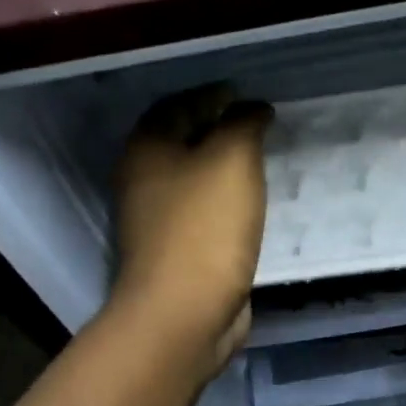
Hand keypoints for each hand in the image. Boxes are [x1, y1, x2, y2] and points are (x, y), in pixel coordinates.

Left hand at [112, 84, 272, 375]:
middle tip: (258, 123)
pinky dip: (227, 199)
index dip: (211, 94)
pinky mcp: (177, 251)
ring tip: (261, 157)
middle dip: (217, 128)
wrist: (184, 311)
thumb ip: (244, 123)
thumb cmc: (205, 225)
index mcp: (147, 149)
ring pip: (194, 178)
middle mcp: (144, 180)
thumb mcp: (232, 158)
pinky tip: (253, 201)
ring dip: (223, 166)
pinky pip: (204, 211)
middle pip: (181, 141)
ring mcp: (157, 220)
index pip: (177, 105)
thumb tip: (253, 108)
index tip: (244, 93)